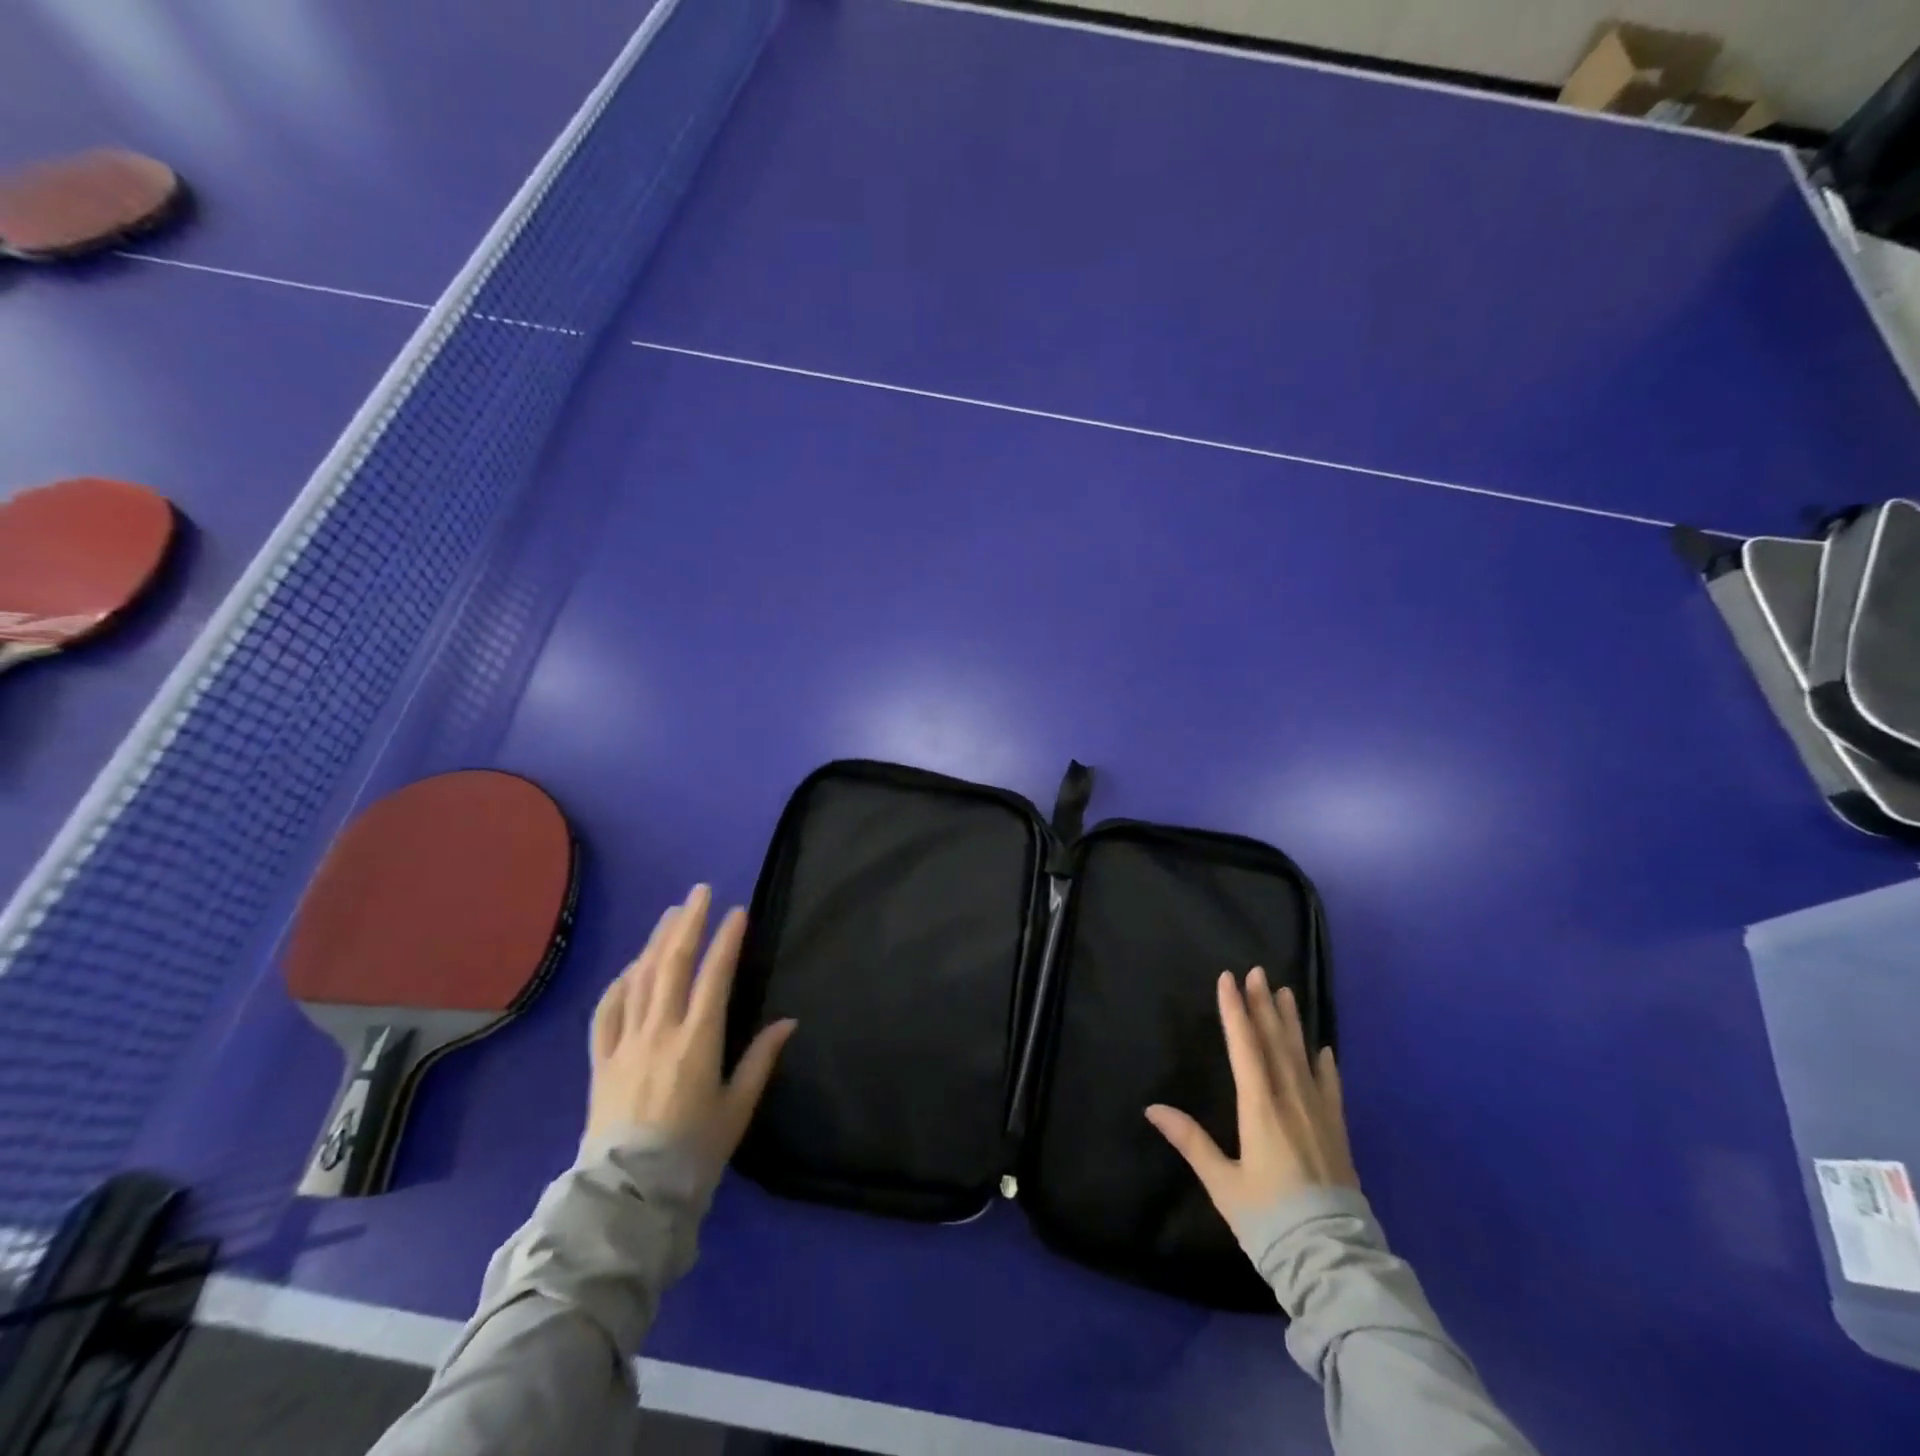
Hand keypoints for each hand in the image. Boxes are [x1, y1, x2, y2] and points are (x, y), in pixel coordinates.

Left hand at [586, 884, 796, 1171]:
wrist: (628, 1196)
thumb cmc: (693, 1152)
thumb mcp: (737, 1108)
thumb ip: (761, 1060)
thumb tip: (788, 1021)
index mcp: (698, 1040)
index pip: (714, 976)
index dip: (727, 940)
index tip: (737, 912)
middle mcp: (660, 1031)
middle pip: (673, 964)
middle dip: (688, 923)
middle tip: (700, 892)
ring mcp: (625, 1043)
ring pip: (640, 979)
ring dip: (657, 942)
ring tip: (671, 914)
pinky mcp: (601, 1060)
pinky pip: (607, 1011)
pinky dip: (620, 983)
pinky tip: (631, 967)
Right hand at [1145, 967, 1355, 1226]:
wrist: (1332, 1260)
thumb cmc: (1268, 1218)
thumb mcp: (1222, 1183)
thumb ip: (1190, 1140)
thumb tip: (1152, 1107)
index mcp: (1259, 1107)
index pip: (1245, 1046)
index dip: (1234, 1010)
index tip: (1228, 978)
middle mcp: (1290, 1100)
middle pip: (1275, 1042)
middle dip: (1264, 1005)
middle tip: (1258, 971)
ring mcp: (1318, 1114)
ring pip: (1301, 1056)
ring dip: (1292, 1023)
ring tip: (1286, 992)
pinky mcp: (1337, 1132)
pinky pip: (1330, 1087)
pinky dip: (1325, 1064)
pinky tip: (1323, 1048)